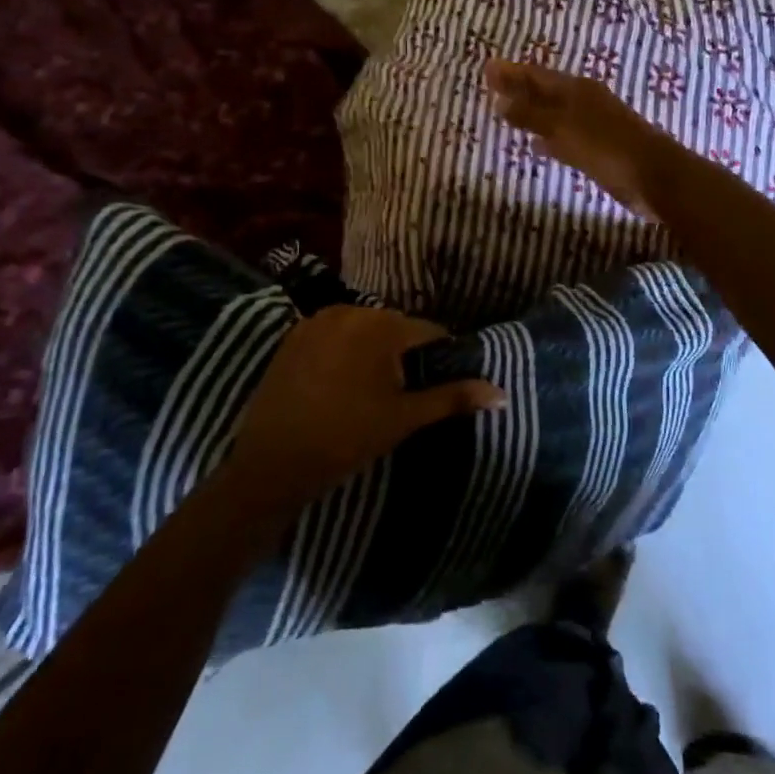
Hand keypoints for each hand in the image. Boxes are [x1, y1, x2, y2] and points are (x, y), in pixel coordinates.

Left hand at [228, 306, 503, 508]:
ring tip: (370, 389)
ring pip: (363, 328)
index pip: (428, 331)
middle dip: (404, 352)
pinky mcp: (293, 334)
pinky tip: (338, 383)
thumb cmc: (346, 438)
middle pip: (394, 326)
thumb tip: (502, 393)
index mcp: (382, 325)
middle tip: (402, 392)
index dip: (439, 356)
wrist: (271, 463)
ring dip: (373, 349)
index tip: (437, 382)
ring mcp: (318, 319)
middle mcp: (351, 310)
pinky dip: (344, 350)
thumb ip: (453, 397)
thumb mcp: (405, 418)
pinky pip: (334, 334)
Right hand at [485, 58, 677, 218]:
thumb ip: (531, 115)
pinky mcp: (598, 149)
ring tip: (506, 112)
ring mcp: (593, 125)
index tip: (486, 68)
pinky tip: (537, 146)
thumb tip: (499, 99)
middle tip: (492, 85)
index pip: (536, 75)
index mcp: (576, 89)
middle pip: (544, 91)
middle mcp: (584, 101)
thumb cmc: (607, 147)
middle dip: (519, 88)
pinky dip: (548, 137)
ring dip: (532, 112)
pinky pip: (564, 137)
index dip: (511, 72)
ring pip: (554, 113)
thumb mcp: (564, 128)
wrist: (654, 176)